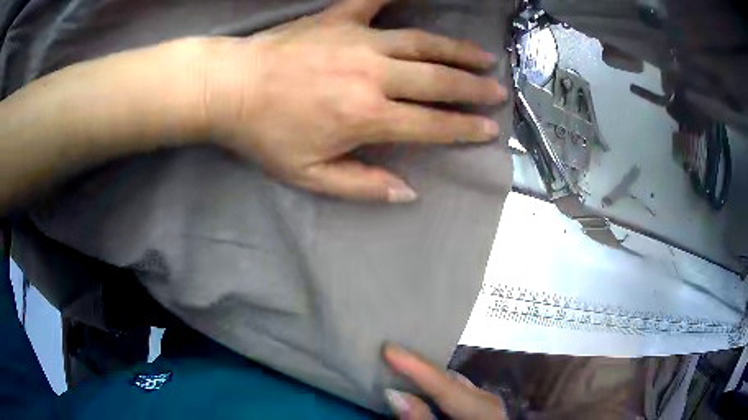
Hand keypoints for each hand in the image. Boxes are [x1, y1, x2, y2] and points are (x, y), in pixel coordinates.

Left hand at [205, 0, 506, 202]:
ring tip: (483, 56)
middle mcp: (372, 75)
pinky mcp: (338, 18)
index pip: (431, 125)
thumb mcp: (309, 175)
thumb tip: (408, 193)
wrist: (229, 89)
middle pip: (437, 81)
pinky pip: (374, 0)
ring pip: (422, 44)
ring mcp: (358, 41)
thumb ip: (362, 186)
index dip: (464, 128)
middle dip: (472, 88)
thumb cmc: (264, 135)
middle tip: (497, 91)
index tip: (489, 129)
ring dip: (457, 51)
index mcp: (365, 117)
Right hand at [384, 345, 507, 418]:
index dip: (415, 365)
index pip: (444, 384)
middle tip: (391, 355)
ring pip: (455, 382)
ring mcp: (489, 402)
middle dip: (420, 367)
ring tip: (404, 366)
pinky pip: (460, 390)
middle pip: (449, 379)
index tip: (389, 347)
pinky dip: (440, 386)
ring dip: (429, 376)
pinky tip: (427, 387)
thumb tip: (394, 393)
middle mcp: (487, 400)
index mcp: (480, 410)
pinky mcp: (486, 406)